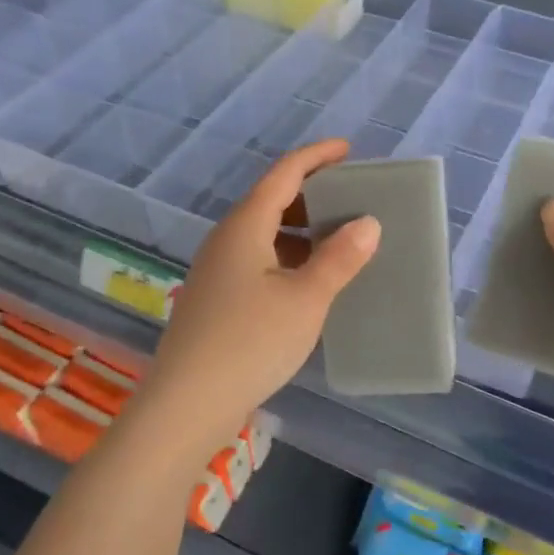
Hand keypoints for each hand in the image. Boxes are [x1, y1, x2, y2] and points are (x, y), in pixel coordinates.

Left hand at [138, 140, 378, 458]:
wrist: (186, 405)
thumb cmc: (250, 342)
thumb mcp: (306, 299)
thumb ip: (339, 258)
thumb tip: (368, 222)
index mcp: (245, 226)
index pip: (284, 174)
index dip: (316, 156)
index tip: (346, 149)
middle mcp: (226, 239)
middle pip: (271, 199)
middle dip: (311, 192)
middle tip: (349, 197)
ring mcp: (216, 269)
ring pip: (263, 232)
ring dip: (300, 228)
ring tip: (336, 238)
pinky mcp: (216, 298)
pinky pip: (257, 259)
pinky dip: (286, 256)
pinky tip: (307, 281)